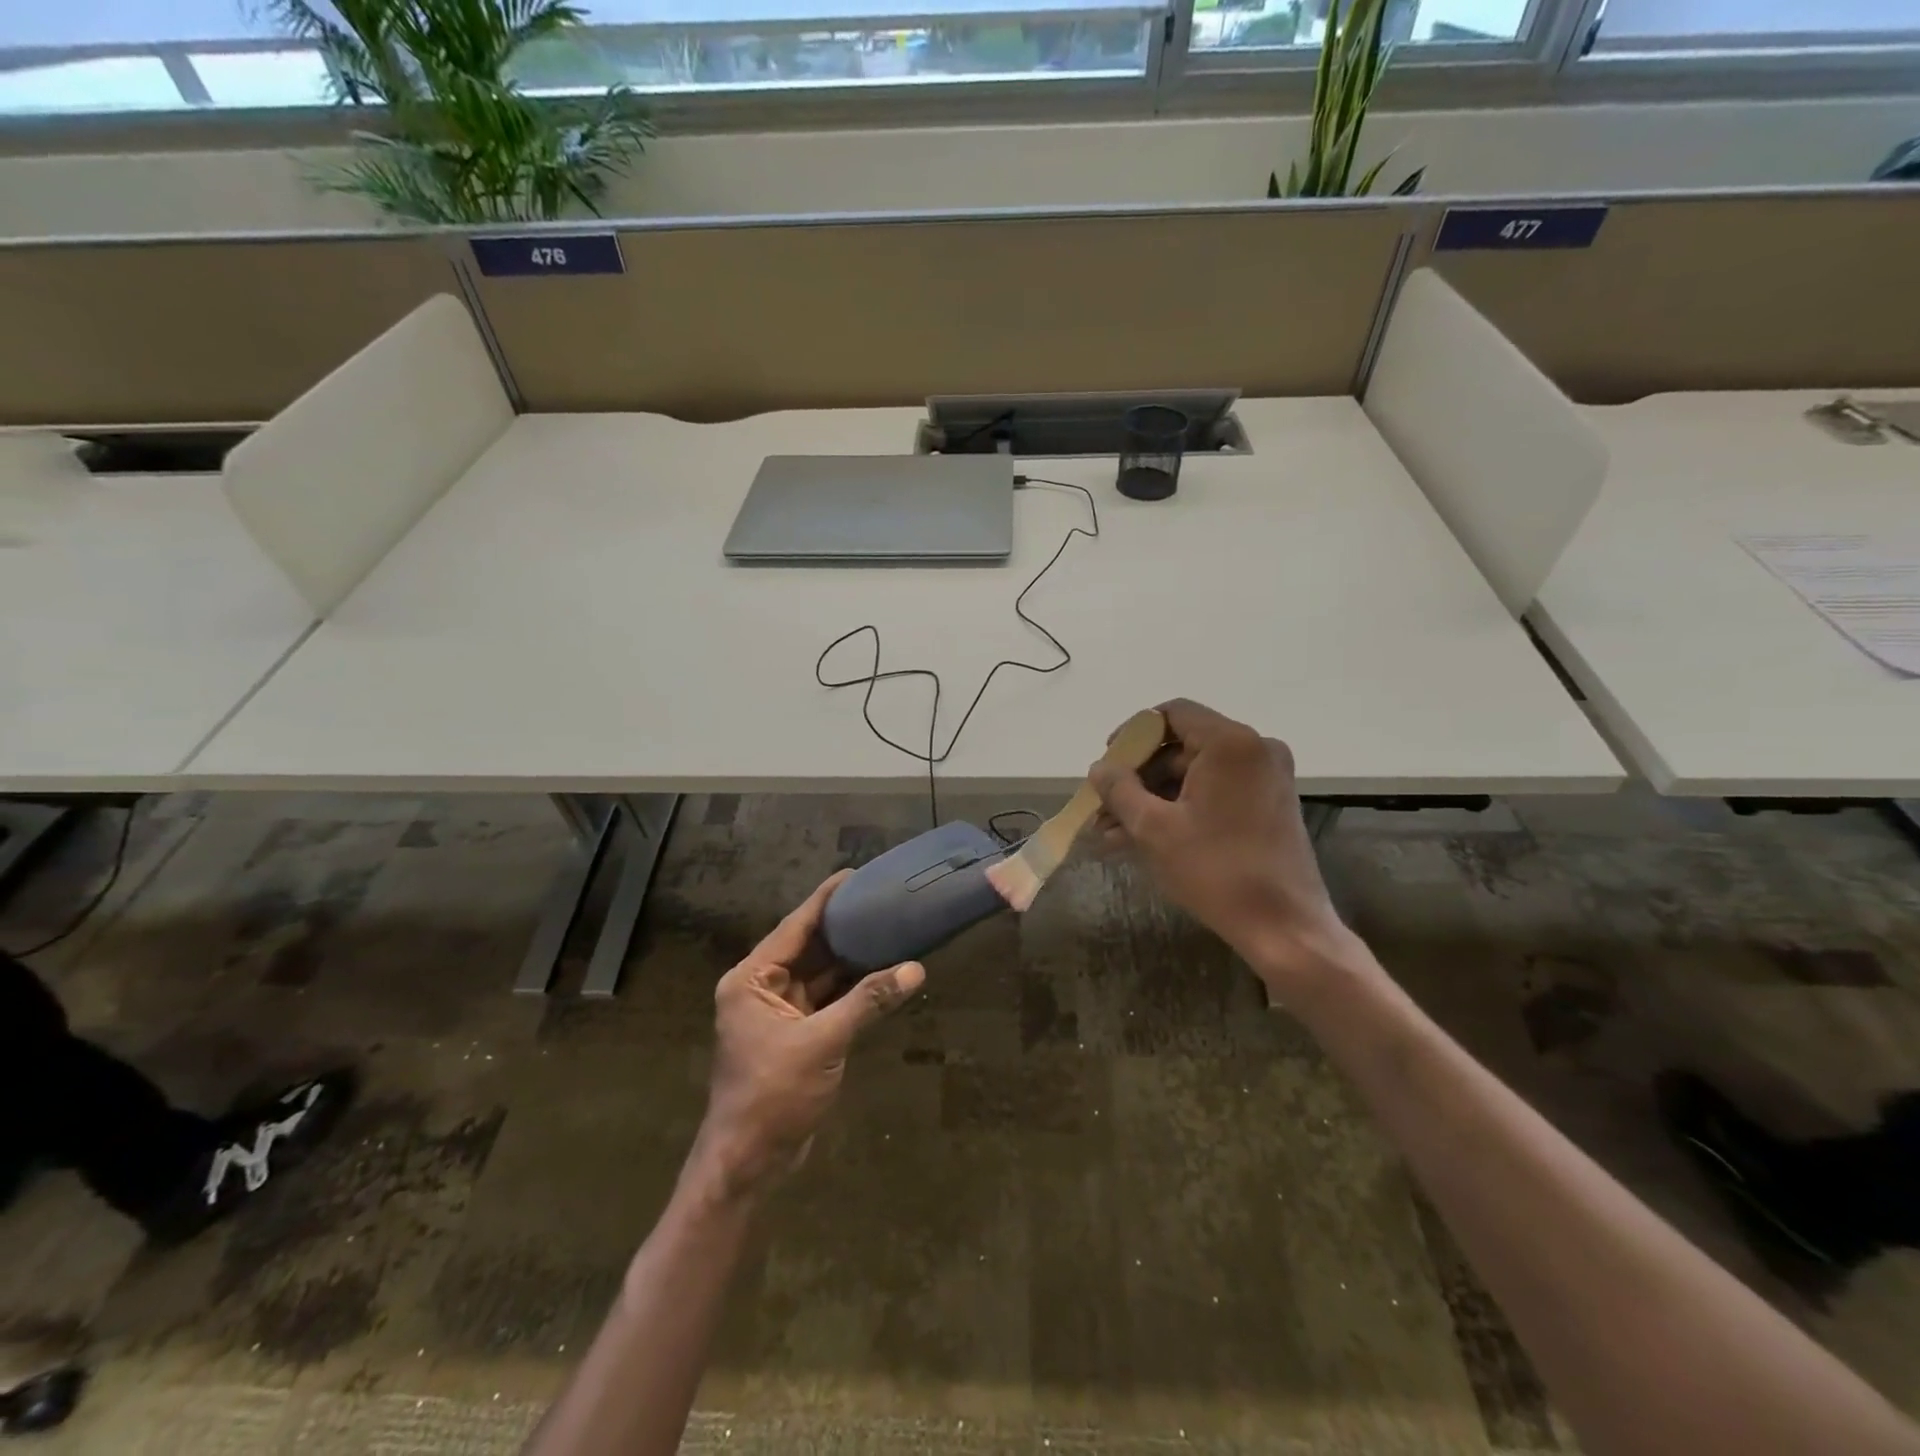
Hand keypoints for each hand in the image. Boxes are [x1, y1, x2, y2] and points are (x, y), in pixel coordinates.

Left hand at [694, 872, 923, 1196]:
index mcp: (752, 979)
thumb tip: (915, 969)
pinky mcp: (796, 1035)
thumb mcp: (822, 1042)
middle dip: (843, 926)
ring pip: (820, 974)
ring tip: (888, 926)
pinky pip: (828, 999)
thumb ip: (868, 1002)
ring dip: (851, 958)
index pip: (794, 927)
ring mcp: (779, 1013)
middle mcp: (762, 988)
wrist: (749, 1163)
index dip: (825, 900)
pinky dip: (853, 988)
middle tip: (881, 898)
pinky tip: (882, 971)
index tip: (854, 874)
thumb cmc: (772, 1095)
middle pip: (808, 947)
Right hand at [1089, 699, 1362, 1001]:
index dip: (1132, 734)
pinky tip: (1142, 839)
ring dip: (1153, 798)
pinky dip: (1180, 808)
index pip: (1172, 714)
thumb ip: (1120, 790)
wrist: (1284, 927)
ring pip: (1194, 774)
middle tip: (1103, 806)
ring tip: (1112, 834)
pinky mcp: (1268, 805)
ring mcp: (1266, 778)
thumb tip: (1099, 769)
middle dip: (1137, 777)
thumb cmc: (1216, 870)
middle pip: (1181, 746)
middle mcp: (1255, 749)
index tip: (1107, 764)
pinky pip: (1214, 793)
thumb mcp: (1154, 828)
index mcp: (1231, 743)